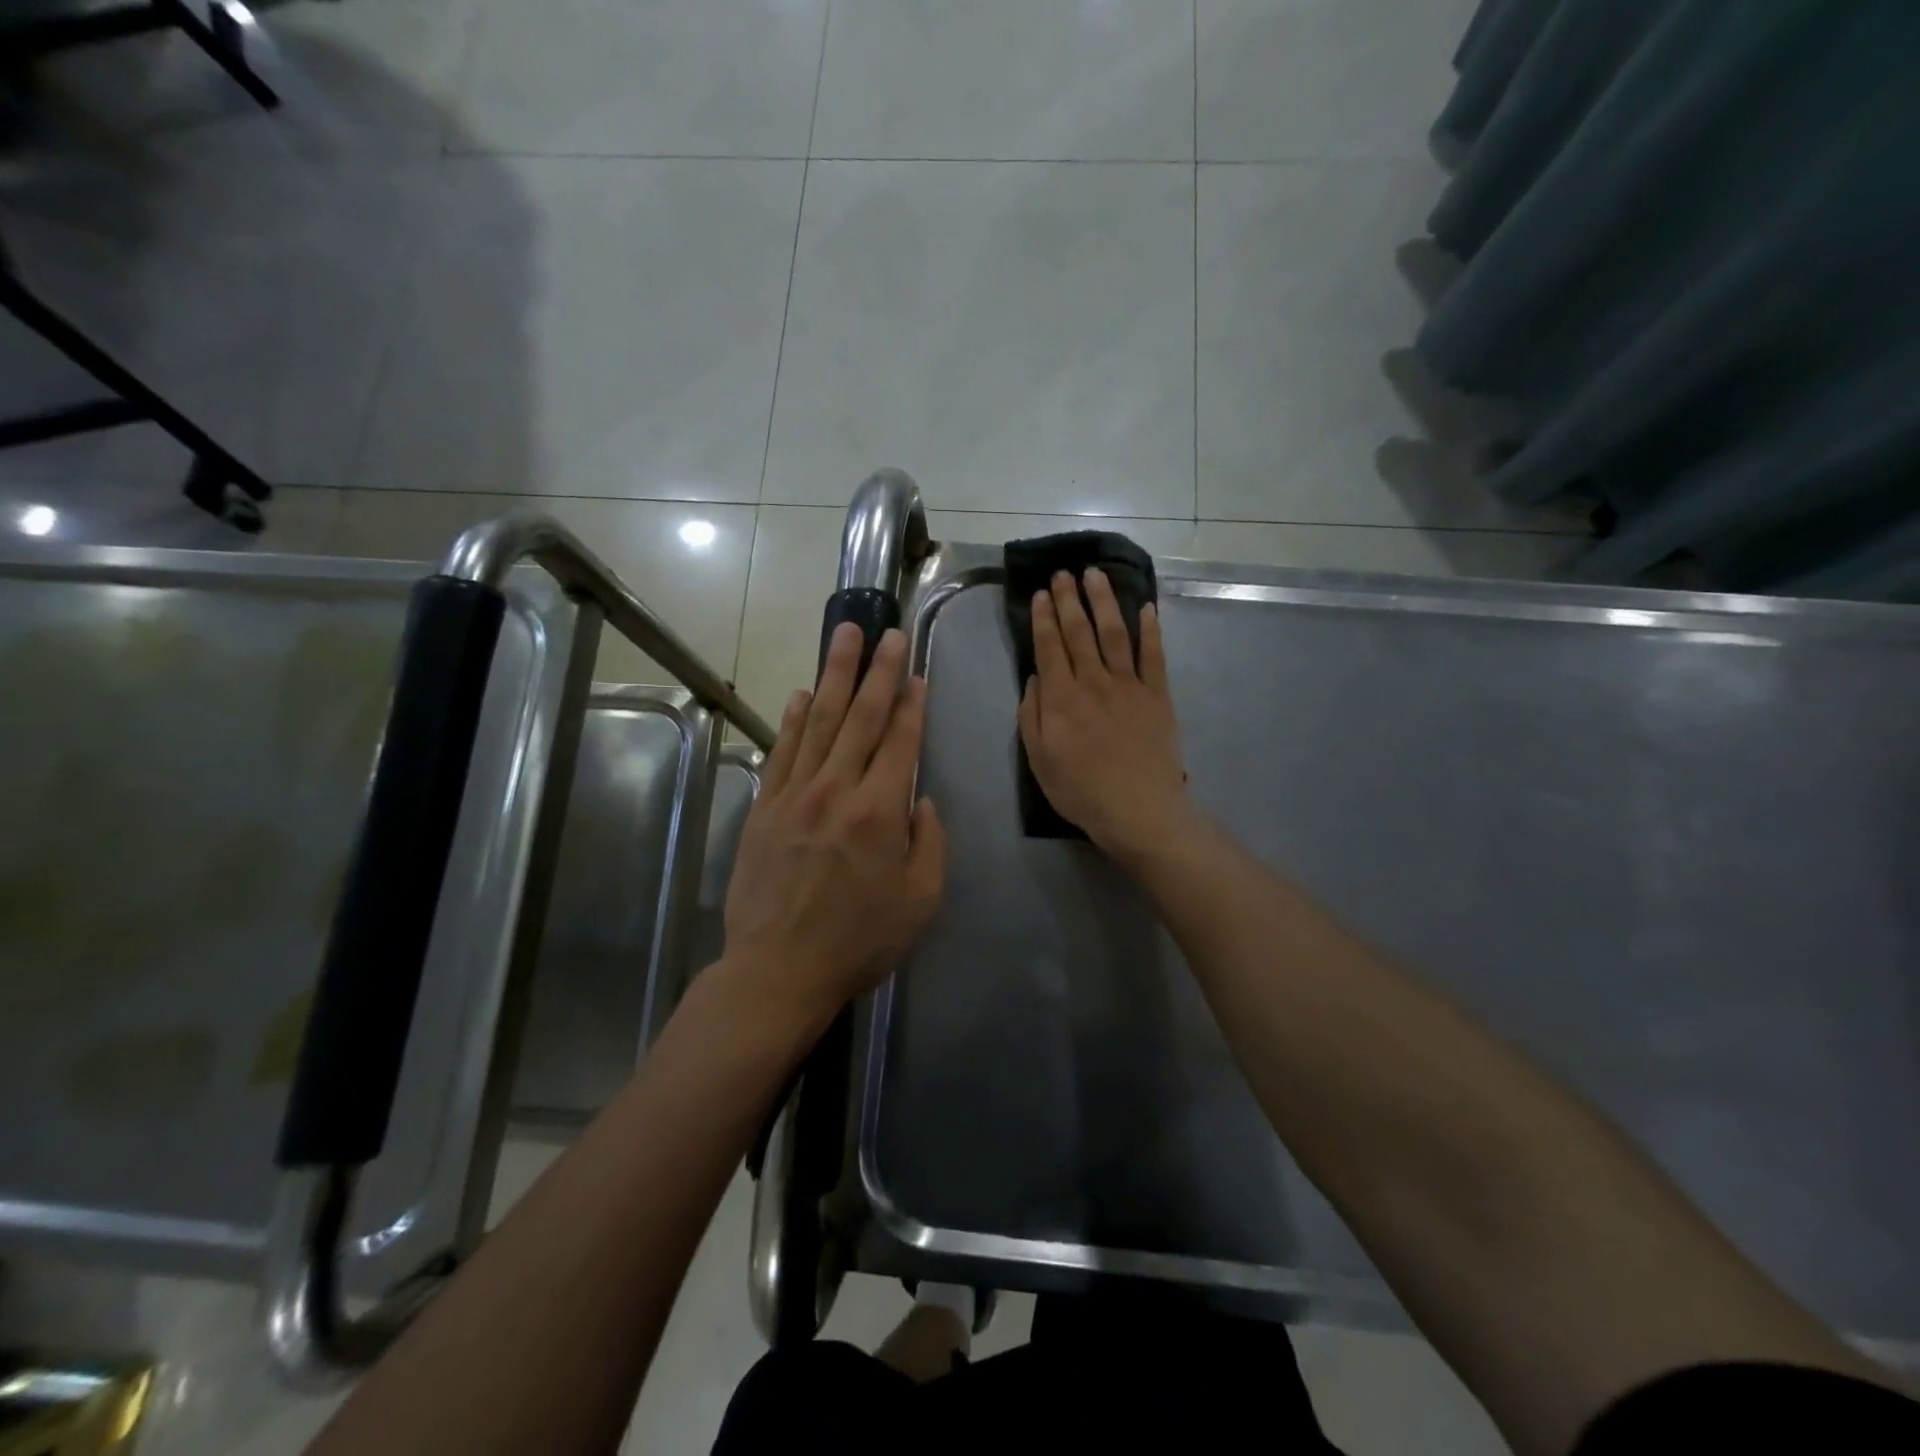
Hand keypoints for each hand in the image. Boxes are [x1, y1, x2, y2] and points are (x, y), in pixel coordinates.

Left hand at [722, 623, 946, 1018]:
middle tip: (885, 631)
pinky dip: (794, 719)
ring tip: (844, 635)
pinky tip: (804, 694)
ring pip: (819, 722)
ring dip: (834, 675)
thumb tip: (921, 800)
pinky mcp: (764, 809)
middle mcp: (836, 790)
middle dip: (876, 671)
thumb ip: (929, 843)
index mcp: (879, 812)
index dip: (911, 703)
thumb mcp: (920, 901)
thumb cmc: (859, 941)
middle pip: (860, 717)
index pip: (900, 741)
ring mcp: (794, 795)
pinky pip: (782, 751)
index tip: (916, 671)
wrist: (777, 970)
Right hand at [1018, 568, 1192, 861]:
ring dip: (1103, 601)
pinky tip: (1146, 608)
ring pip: (1114, 634)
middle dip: (1069, 600)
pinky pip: (1153, 656)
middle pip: (1079, 632)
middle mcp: (1093, 682)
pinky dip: (1150, 630)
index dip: (1043, 618)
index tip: (1040, 594)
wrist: (1138, 810)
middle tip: (1063, 573)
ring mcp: (1129, 685)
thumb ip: (1032, 715)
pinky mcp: (1158, 695)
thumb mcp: (1038, 759)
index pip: (1049, 648)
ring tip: (1095, 575)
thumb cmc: (1080, 790)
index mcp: (1061, 698)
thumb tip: (1034, 677)